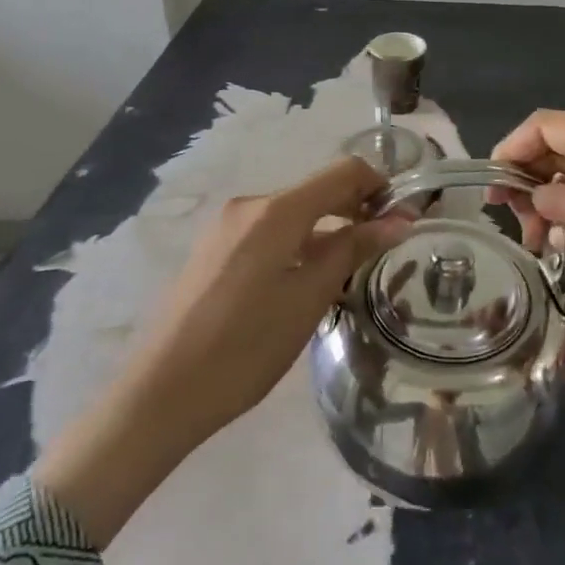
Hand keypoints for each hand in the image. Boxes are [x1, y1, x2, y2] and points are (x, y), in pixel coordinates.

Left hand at [36, 156, 407, 543]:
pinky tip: (304, 282)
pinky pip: (269, 231)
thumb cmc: (245, 347)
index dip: (379, 186)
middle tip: (384, 248)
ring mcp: (227, 226)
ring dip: (326, 230)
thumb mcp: (308, 299)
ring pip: (293, 213)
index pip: (343, 172)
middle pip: (317, 190)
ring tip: (348, 272)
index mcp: (276, 210)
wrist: (161, 392)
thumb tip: (399, 220)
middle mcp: (250, 205)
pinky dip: (298, 243)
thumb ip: (353, 250)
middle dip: (355, 210)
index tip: (403, 219)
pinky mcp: (215, 248)